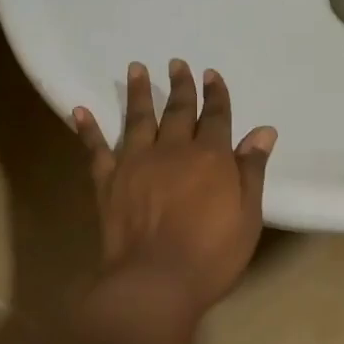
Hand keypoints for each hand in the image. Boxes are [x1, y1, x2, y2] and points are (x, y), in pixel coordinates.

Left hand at [74, 61, 277, 314]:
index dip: (216, 95)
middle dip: (181, 86)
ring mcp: (136, 162)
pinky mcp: (107, 180)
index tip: (212, 74)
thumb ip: (252, 171)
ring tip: (137, 68)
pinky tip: (80, 111)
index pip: (216, 117)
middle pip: (178, 111)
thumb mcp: (247, 216)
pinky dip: (87, 129)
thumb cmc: (212, 255)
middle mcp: (173, 150)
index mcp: (211, 157)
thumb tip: (263, 131)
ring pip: (138, 119)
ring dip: (139, 93)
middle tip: (177, 63)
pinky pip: (95, 148)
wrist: (155, 280)